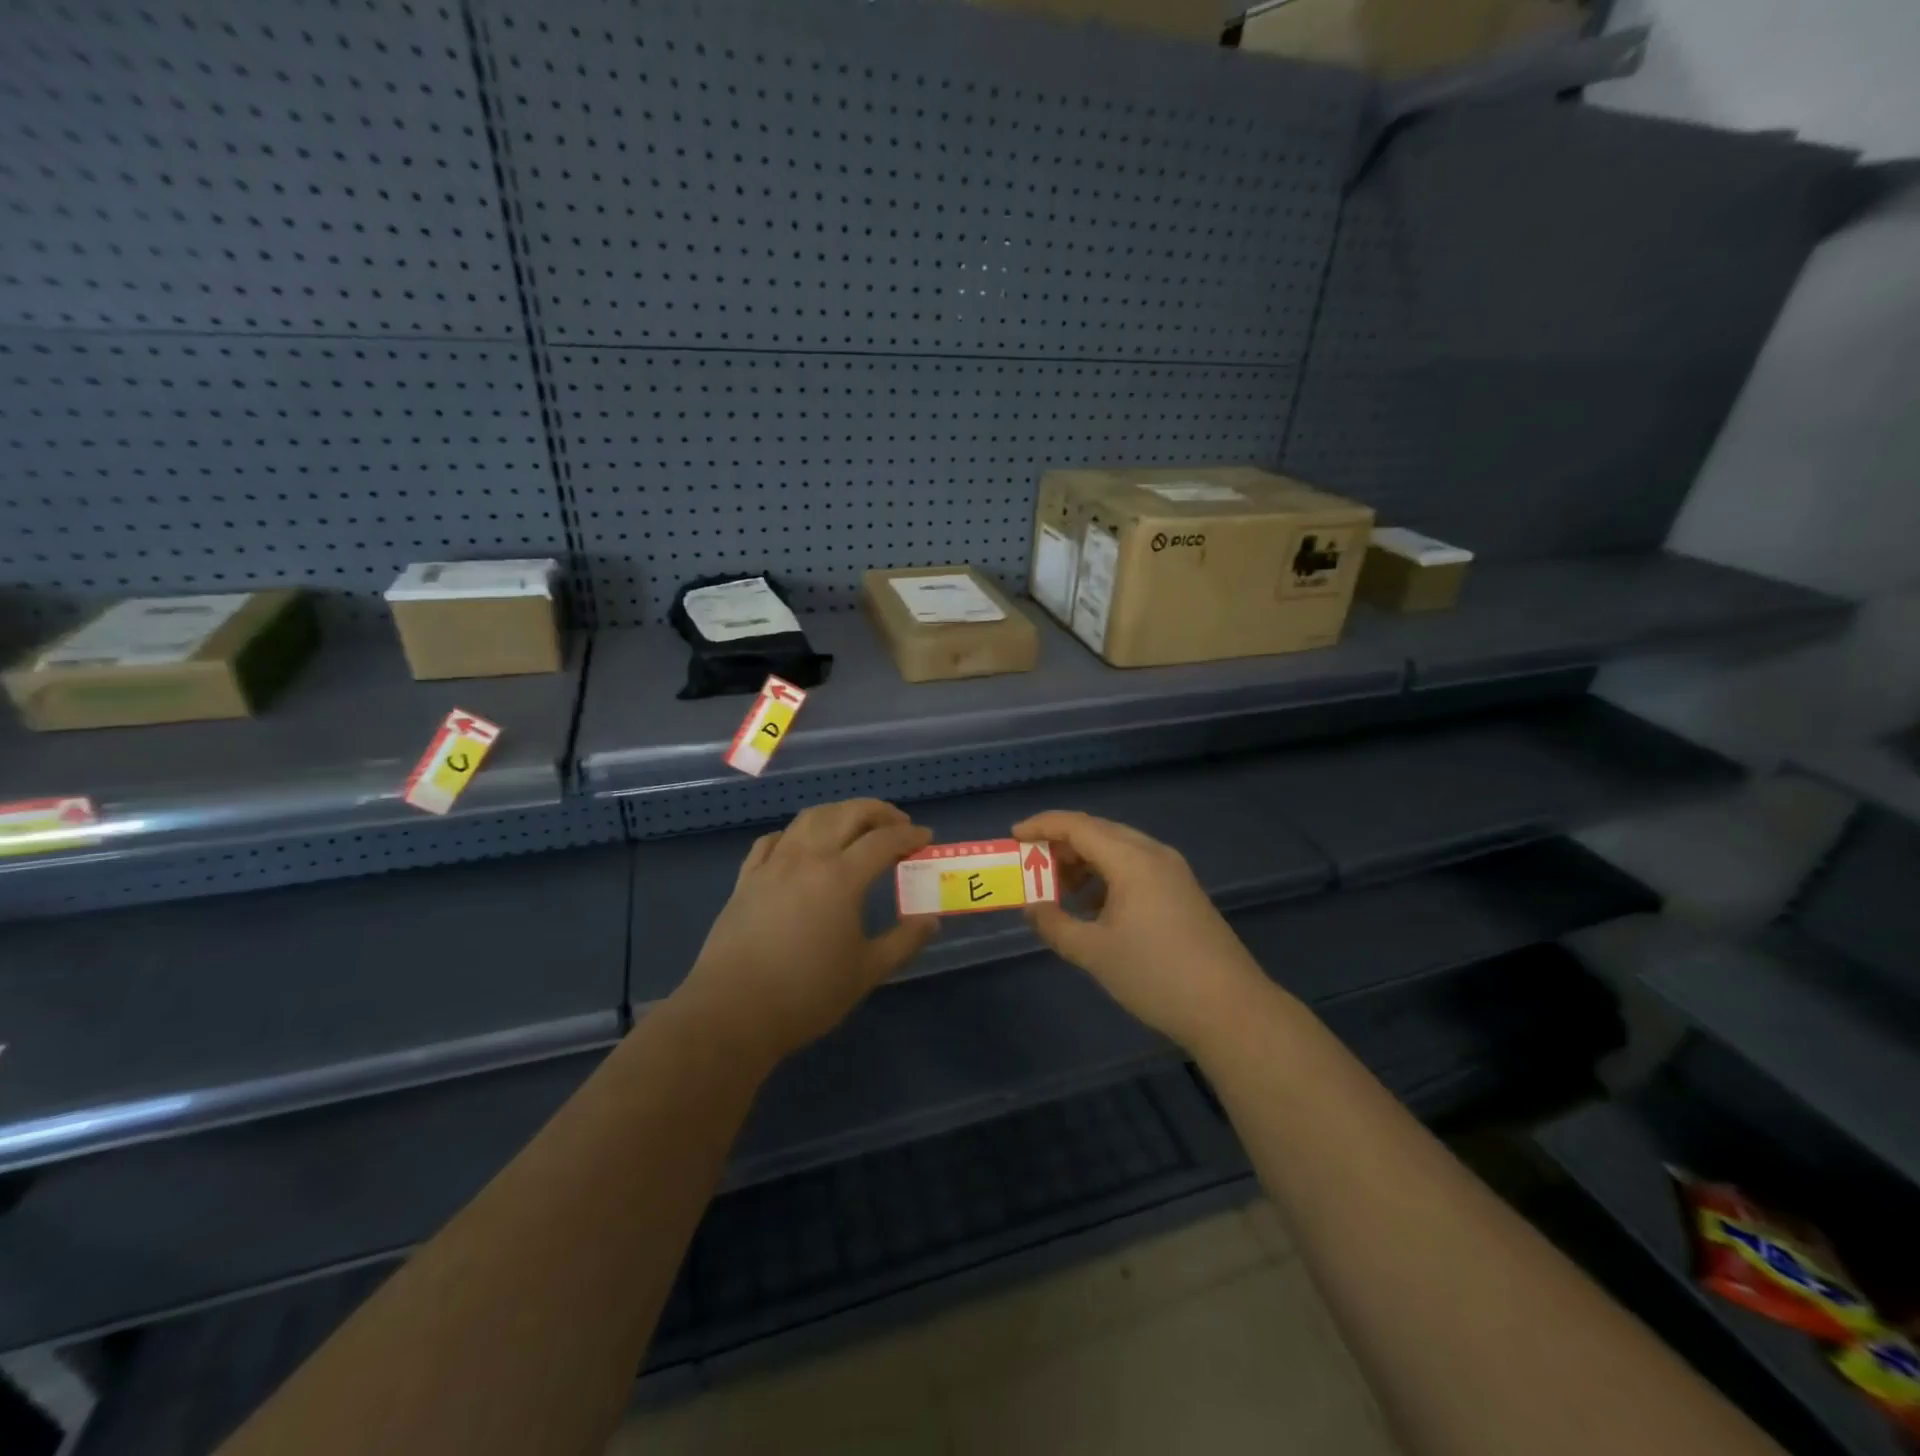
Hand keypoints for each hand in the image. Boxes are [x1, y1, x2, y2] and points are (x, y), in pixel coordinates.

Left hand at [680, 799, 936, 1064]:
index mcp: (841, 877)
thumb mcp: (867, 972)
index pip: (883, 841)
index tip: (926, 838)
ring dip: (839, 812)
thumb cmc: (806, 994)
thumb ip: (904, 942)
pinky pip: (774, 840)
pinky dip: (796, 833)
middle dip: (878, 812)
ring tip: (855, 825)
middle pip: (847, 814)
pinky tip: (802, 845)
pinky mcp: (746, 879)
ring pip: (809, 818)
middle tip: (898, 824)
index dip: (909, 836)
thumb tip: (931, 920)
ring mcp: (772, 865)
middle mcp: (807, 858)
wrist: (732, 1012)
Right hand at [1013, 810, 1270, 1054]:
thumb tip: (1032, 908)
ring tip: (1060, 891)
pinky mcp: (1183, 891)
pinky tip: (1094, 908)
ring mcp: (1173, 872)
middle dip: (1061, 845)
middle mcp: (1154, 854)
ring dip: (1085, 862)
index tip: (1013, 836)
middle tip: (1032, 867)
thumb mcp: (1094, 952)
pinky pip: (1136, 867)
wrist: (1231, 1009)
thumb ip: (1055, 925)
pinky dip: (1107, 877)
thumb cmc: (1156, 976)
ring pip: (1118, 849)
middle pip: (1098, 832)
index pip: (1077, 825)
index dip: (1042, 826)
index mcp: (1131, 859)